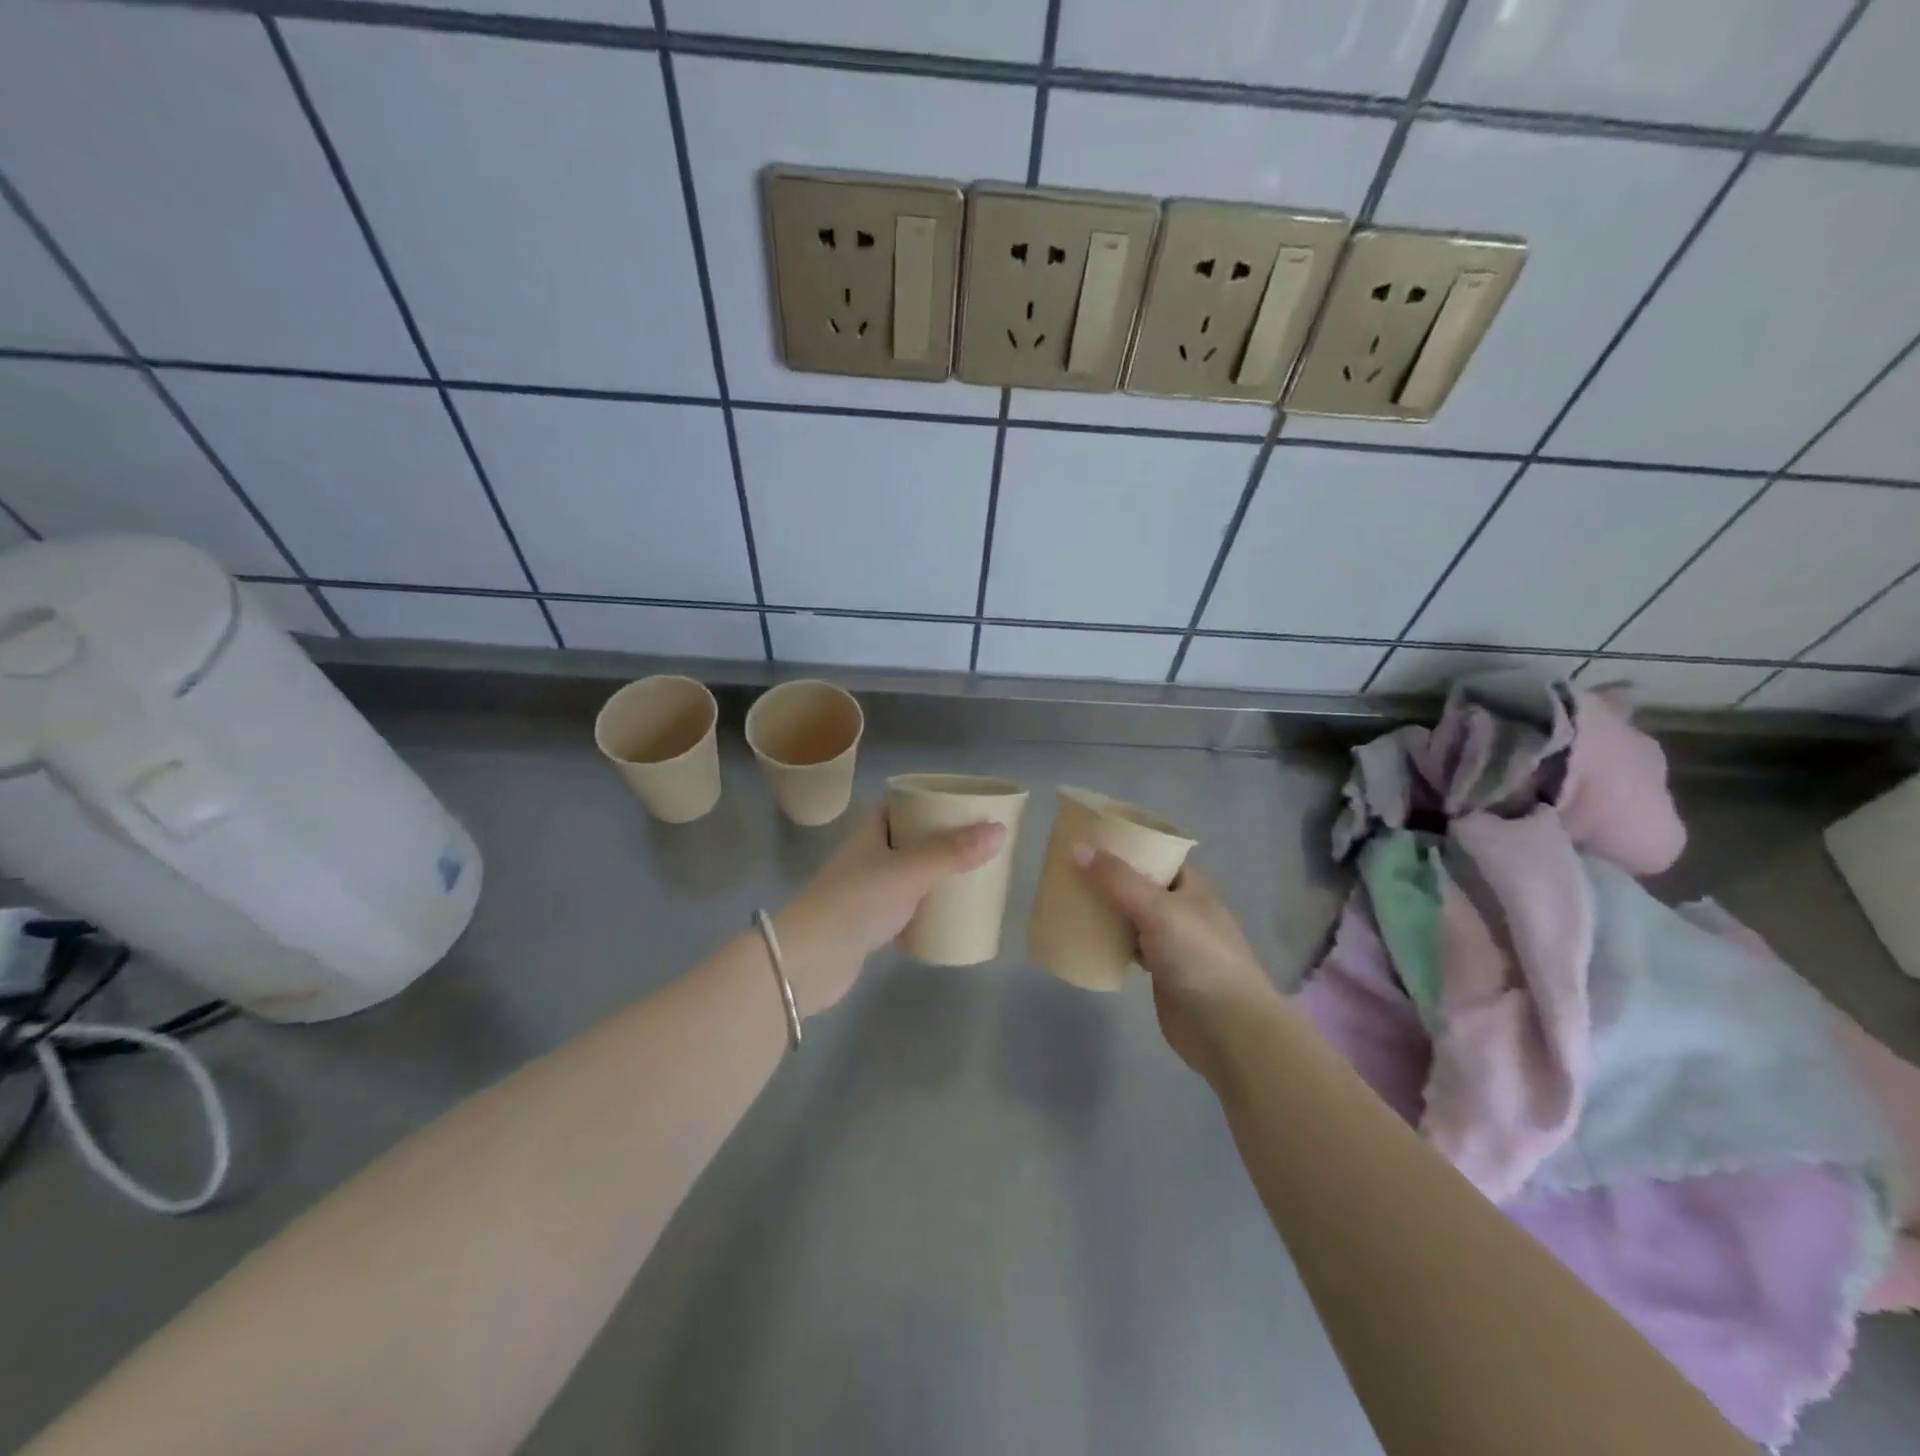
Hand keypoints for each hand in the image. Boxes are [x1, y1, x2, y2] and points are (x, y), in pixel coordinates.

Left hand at [775, 805, 1006, 1014]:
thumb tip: (999, 831)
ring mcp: (863, 892)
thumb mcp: (911, 870)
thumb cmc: (858, 901)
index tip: (957, 806)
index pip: (896, 806)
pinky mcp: (865, 926)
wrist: (810, 960)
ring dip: (931, 875)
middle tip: (973, 844)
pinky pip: (902, 908)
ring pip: (904, 875)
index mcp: (869, 832)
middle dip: (936, 841)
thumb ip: (953, 852)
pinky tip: (945, 916)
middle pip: (904, 840)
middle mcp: (864, 857)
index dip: (923, 802)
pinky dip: (922, 909)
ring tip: (967, 877)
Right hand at [1073, 848, 1278, 1078]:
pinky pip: (1128, 945)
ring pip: (1130, 914)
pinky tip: (1083, 937)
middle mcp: (1181, 906)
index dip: (1124, 843)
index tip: (1086, 838)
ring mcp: (1171, 940)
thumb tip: (1077, 848)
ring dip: (1104, 908)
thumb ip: (1118, 880)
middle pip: (1138, 883)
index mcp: (1190, 884)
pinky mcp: (1161, 970)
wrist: (1228, 1029)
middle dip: (1106, 876)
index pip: (1154, 852)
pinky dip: (1108, 940)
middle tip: (1066, 868)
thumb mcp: (1158, 910)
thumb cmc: (1199, 957)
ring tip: (1067, 897)